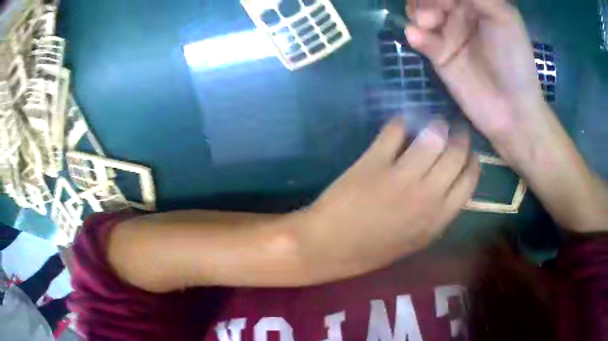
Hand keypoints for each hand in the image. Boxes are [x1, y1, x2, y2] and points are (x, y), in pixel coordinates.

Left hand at [299, 119, 479, 280]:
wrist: (328, 248)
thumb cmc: (372, 250)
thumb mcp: (414, 241)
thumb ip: (436, 214)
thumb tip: (449, 183)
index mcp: (438, 219)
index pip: (469, 180)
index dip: (472, 160)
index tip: (468, 151)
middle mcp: (427, 196)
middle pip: (456, 153)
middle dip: (459, 135)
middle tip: (453, 128)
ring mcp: (401, 177)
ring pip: (433, 137)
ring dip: (436, 123)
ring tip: (433, 122)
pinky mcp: (374, 162)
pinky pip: (396, 131)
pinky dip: (401, 123)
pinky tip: (401, 124)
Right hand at [404, 0, 548, 163]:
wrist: (511, 110)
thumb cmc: (514, 61)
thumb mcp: (503, 17)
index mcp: (478, 3)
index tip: (442, 1)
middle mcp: (461, 14)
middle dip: (426, 0)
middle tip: (432, 14)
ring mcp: (448, 34)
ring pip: (420, 12)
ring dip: (417, 13)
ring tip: (425, 25)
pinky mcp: (438, 54)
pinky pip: (419, 37)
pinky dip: (415, 35)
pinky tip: (417, 38)